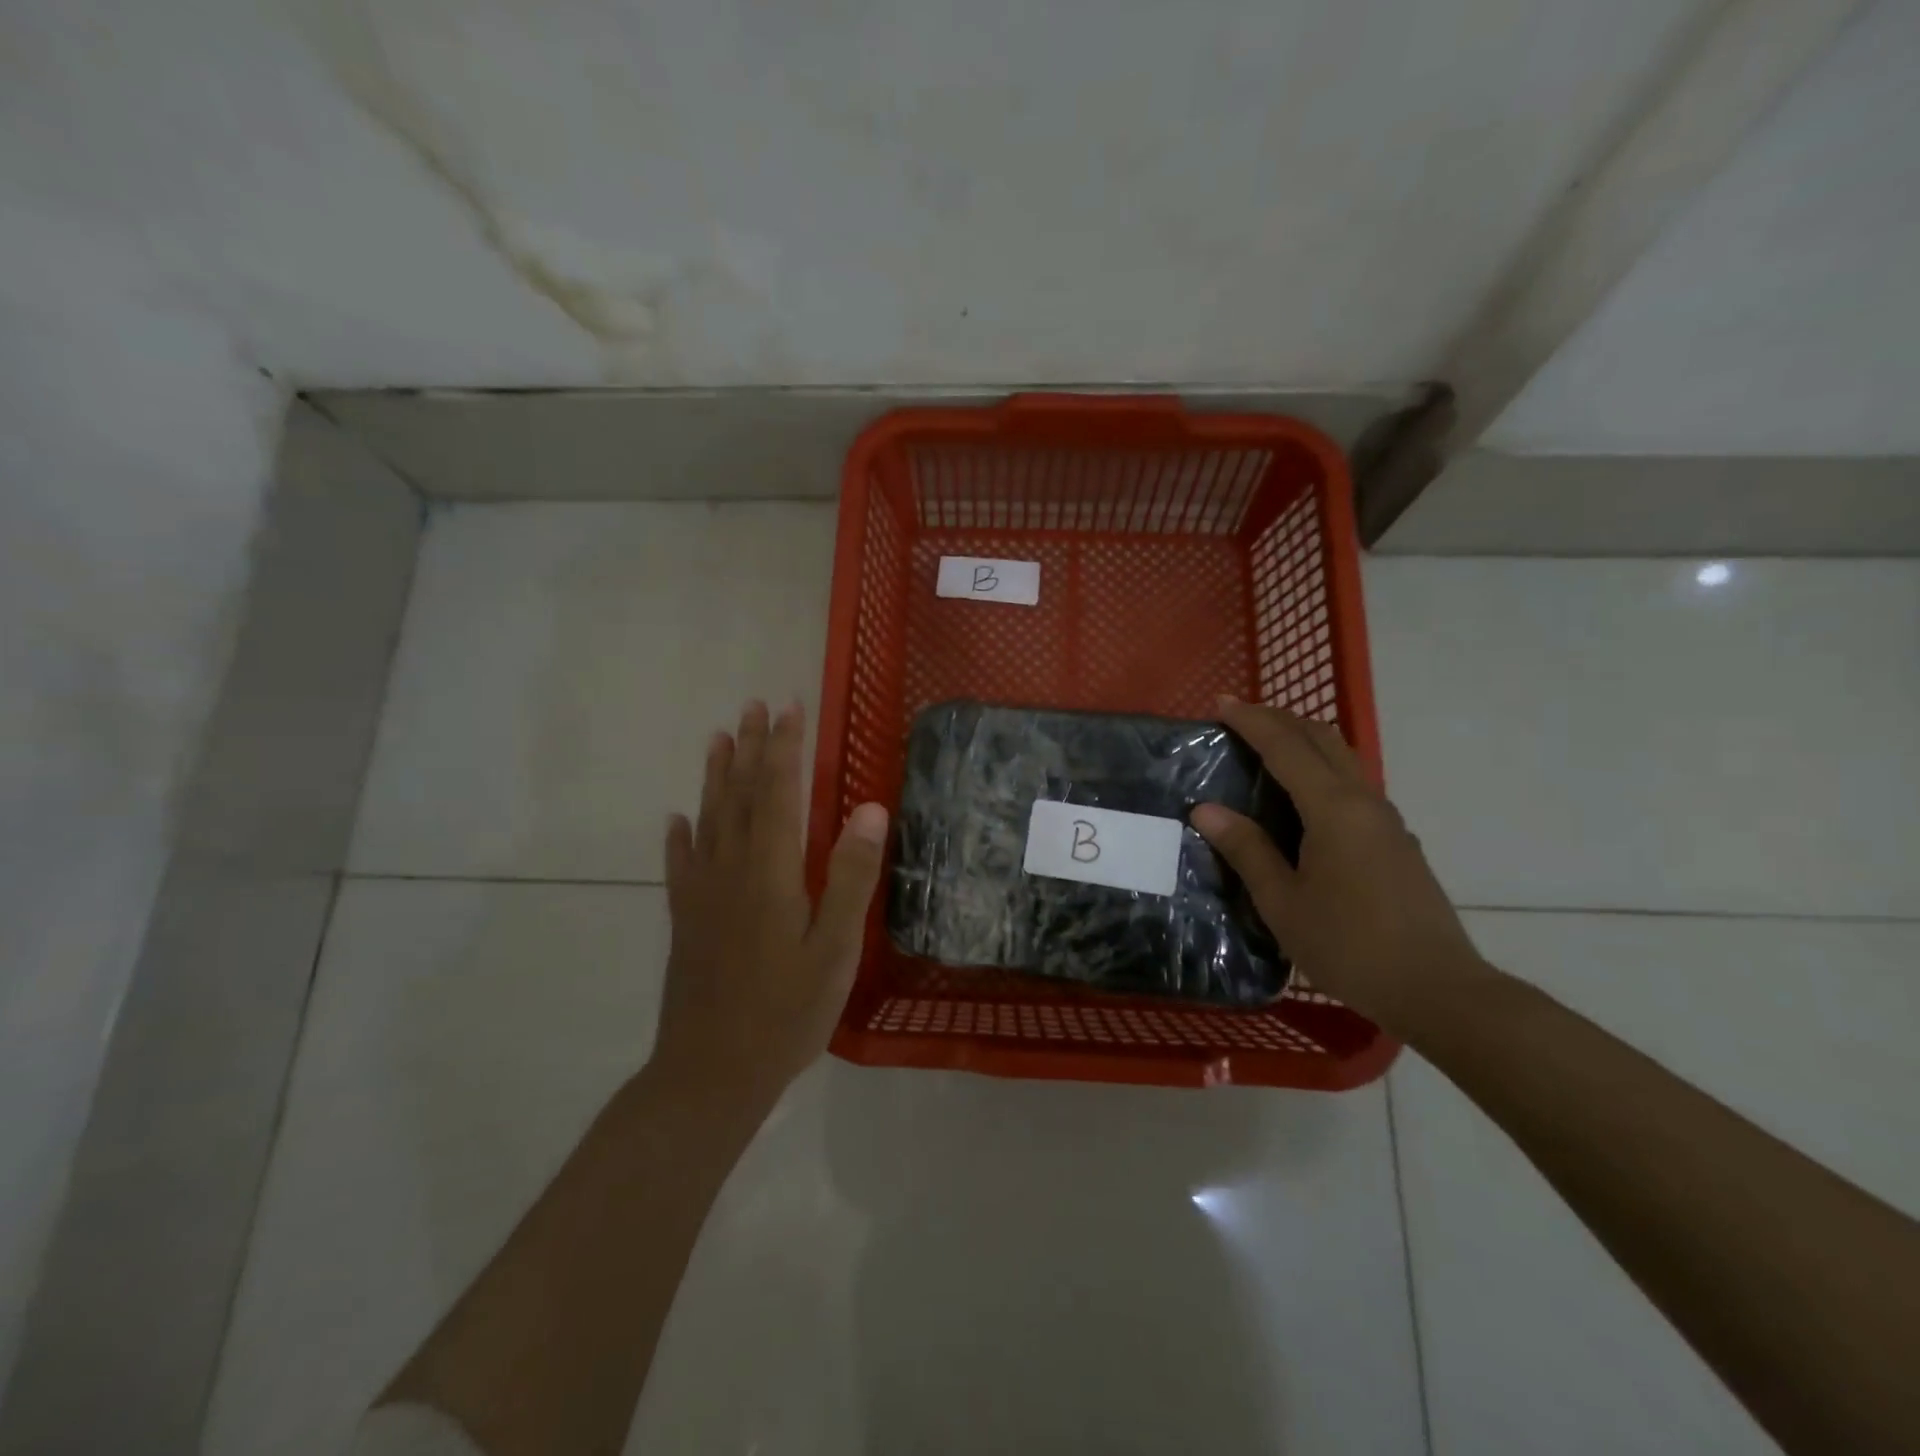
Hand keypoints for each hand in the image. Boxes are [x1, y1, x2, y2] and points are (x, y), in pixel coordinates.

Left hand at [653, 700, 888, 1109]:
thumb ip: (851, 876)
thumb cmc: (786, 1013)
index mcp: (771, 872)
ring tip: (718, 740)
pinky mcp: (686, 921)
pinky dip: (680, 836)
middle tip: (753, 706)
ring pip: (708, 820)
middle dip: (751, 748)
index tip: (789, 708)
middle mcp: (731, 871)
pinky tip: (676, 820)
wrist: (710, 1074)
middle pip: (741, 796)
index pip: (778, 793)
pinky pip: (681, 864)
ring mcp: (702, 895)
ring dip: (716, 777)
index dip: (784, 748)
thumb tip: (869, 808)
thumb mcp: (835, 949)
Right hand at [1191, 698, 1487, 1032]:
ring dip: (1302, 742)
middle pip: (1322, 739)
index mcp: (1333, 809)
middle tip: (1239, 719)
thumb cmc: (1350, 946)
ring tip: (1265, 751)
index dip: (1251, 721)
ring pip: (1342, 759)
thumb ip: (1246, 850)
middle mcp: (1364, 802)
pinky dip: (1319, 770)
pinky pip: (1351, 786)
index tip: (1220, 703)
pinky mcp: (1396, 841)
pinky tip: (1301, 800)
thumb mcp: (1283, 903)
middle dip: (1280, 719)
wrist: (1437, 989)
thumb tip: (1206, 809)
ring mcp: (1386, 821)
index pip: (1285, 746)